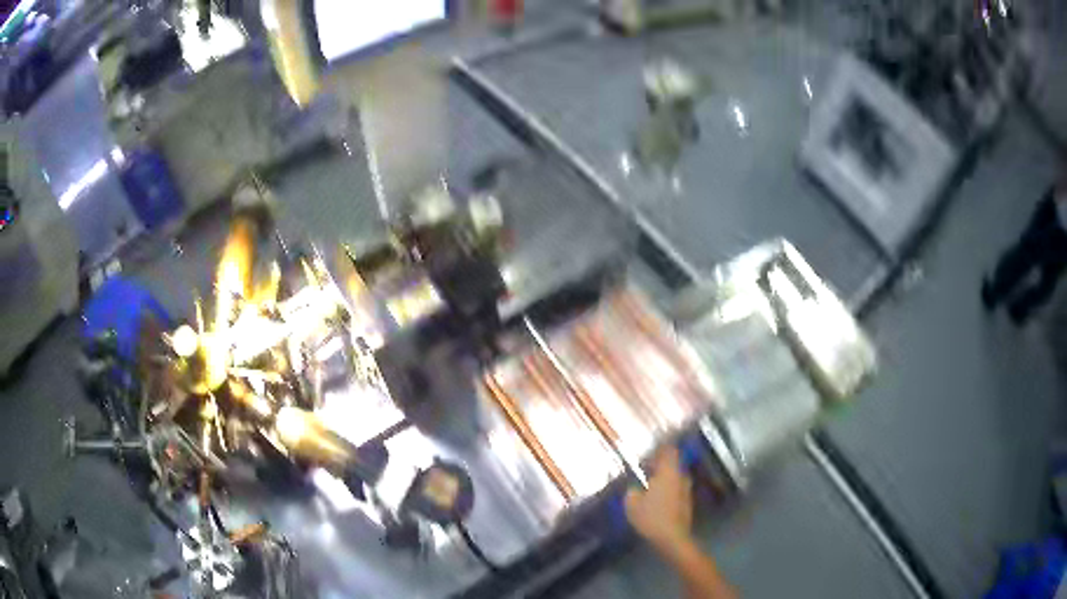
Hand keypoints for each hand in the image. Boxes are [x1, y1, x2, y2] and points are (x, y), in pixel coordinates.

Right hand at [625, 446, 693, 554]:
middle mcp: (680, 476)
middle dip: (660, 462)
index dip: (660, 447)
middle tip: (644, 465)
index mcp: (668, 472)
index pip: (669, 450)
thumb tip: (634, 488)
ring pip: (675, 475)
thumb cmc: (652, 517)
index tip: (649, 448)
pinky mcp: (686, 501)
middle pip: (672, 462)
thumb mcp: (632, 504)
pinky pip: (676, 486)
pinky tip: (656, 496)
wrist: (673, 537)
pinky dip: (667, 487)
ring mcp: (686, 489)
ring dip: (663, 475)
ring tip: (648, 481)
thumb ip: (632, 491)